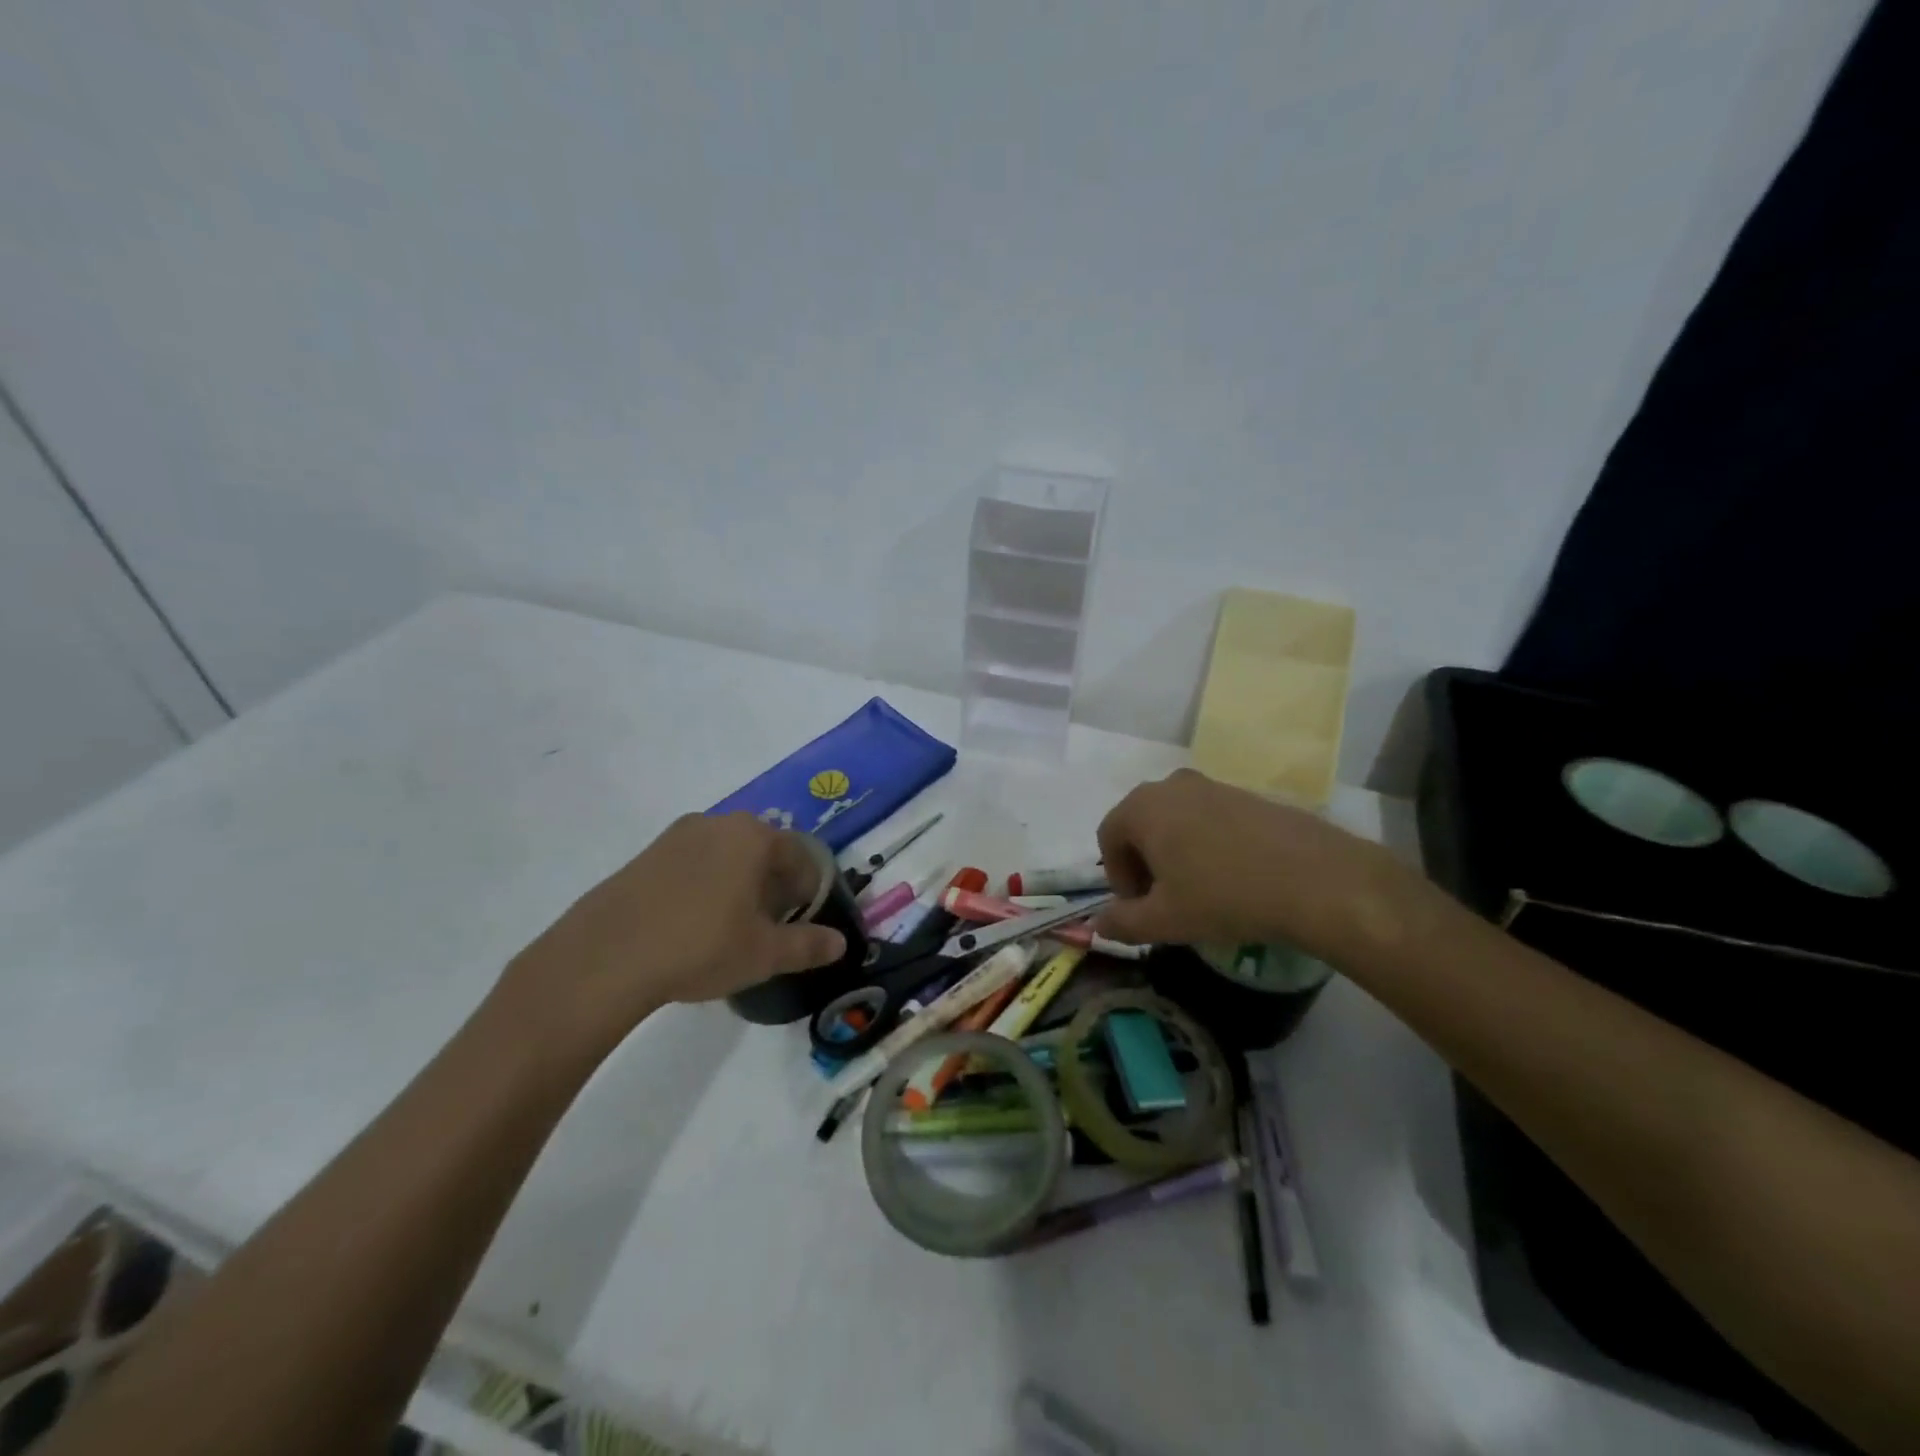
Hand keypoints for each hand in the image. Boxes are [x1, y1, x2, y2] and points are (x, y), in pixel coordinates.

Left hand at [499, 813, 846, 1054]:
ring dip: (738, 883)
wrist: (605, 957)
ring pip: (726, 855)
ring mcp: (677, 836)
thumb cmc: (700, 946)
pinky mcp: (646, 854)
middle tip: (770, 926)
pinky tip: (693, 924)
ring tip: (731, 927)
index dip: (808, 890)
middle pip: (762, 850)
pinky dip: (705, 885)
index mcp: (753, 836)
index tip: (803, 920)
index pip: (799, 856)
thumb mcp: (764, 953)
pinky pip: (692, 864)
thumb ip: (808, 945)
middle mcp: (718, 823)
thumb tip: (840, 943)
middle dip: (773, 884)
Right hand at [1094, 769, 1431, 966]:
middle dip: (1144, 864)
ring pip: (1176, 821)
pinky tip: (1232, 878)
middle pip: (1141, 825)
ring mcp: (1213, 785)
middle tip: (1164, 902)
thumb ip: (1122, 923)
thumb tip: (1098, 925)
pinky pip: (1210, 819)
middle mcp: (1172, 785)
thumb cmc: (1223, 897)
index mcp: (1142, 806)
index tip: (1140, 908)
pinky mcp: (1248, 795)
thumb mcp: (1164, 920)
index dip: (1117, 878)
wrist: (1316, 879)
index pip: (1109, 837)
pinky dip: (1207, 845)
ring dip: (1175, 854)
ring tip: (1199, 892)